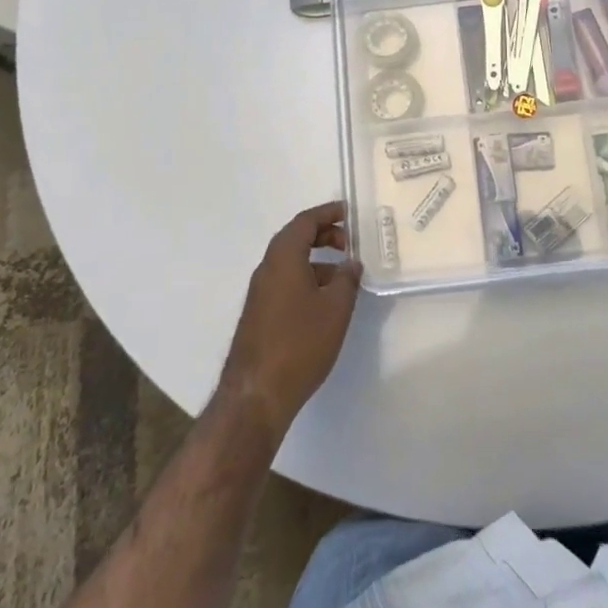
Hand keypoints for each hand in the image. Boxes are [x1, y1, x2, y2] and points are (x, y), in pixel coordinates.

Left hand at [219, 202, 361, 443]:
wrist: (256, 395)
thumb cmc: (300, 343)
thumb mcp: (336, 308)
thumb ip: (347, 279)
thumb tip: (352, 264)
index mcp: (283, 257)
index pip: (305, 221)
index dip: (328, 213)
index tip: (350, 212)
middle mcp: (267, 268)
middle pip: (296, 238)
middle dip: (324, 235)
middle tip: (351, 243)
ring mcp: (260, 293)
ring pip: (291, 263)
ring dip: (318, 261)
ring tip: (345, 277)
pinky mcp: (259, 314)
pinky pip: (286, 282)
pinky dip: (307, 279)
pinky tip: (326, 303)